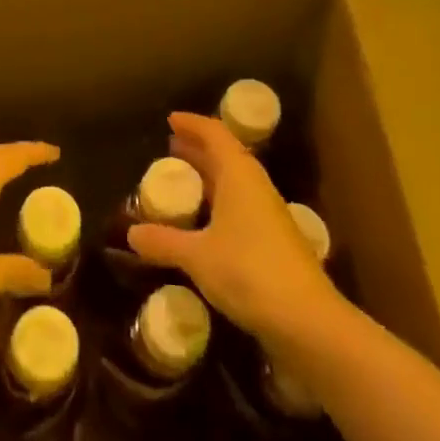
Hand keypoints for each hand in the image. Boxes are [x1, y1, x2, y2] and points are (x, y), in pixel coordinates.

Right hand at [127, 113, 338, 343]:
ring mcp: (268, 214)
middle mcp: (255, 186)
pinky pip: (240, 206)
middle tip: (170, 148)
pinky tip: (204, 223)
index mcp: (238, 174)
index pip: (214, 134)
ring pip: (234, 182)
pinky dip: (219, 202)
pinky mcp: (274, 241)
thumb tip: (131, 233)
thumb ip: (164, 241)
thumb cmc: (249, 272)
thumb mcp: (197, 256)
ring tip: (183, 180)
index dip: (192, 124)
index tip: (170, 120)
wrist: (308, 321)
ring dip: (209, 176)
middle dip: (198, 149)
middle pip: (225, 155)